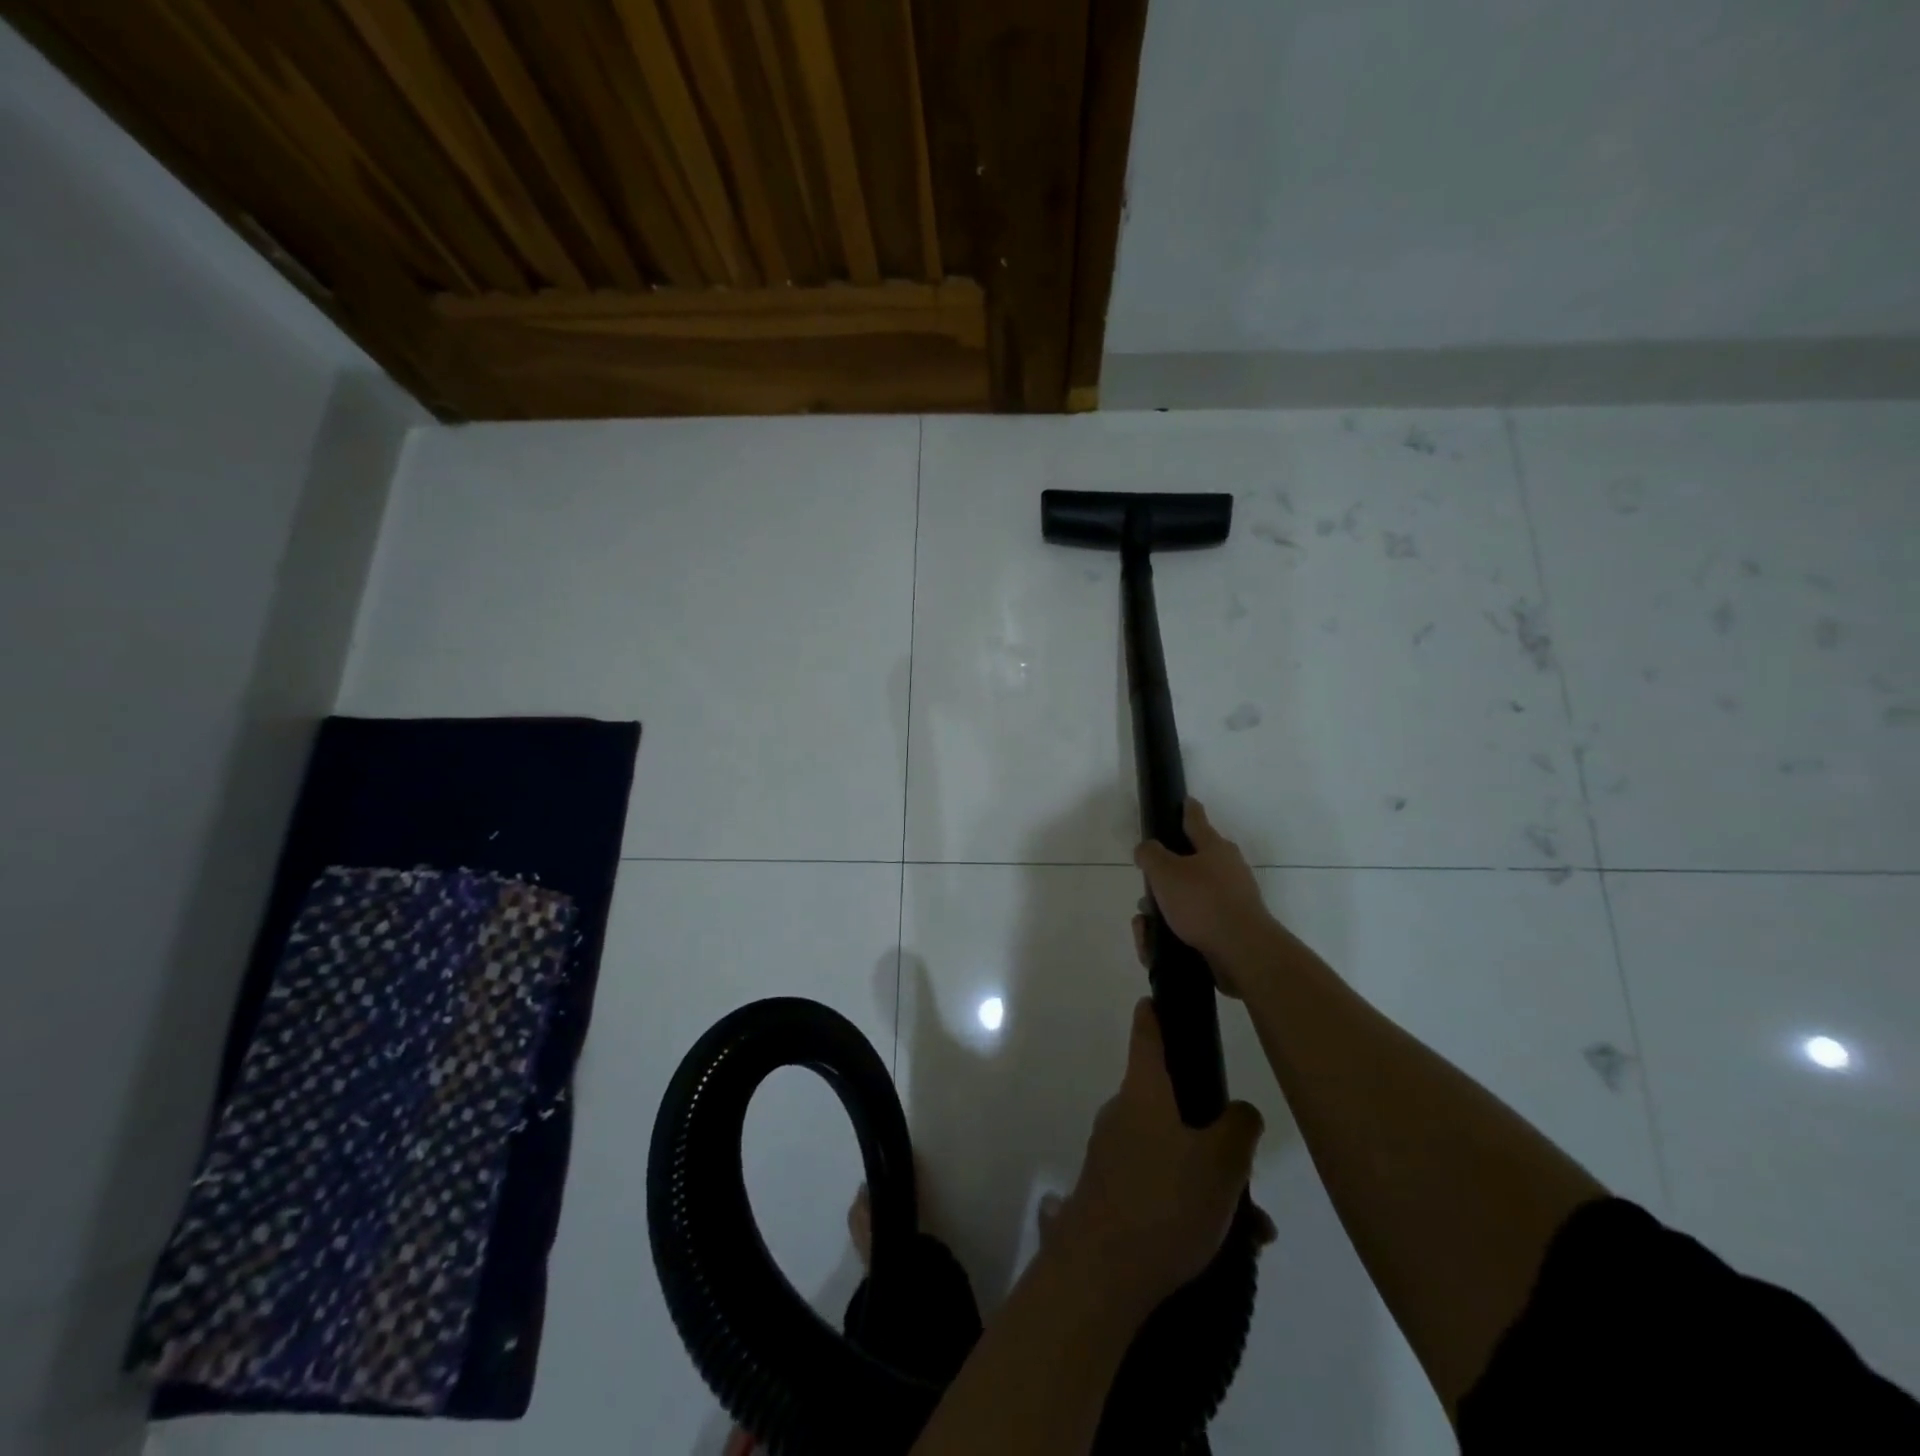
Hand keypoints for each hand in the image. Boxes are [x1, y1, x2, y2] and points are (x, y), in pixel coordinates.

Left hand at [1052, 1000, 1264, 1320]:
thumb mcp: (1221, 1163)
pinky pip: (1160, 1179)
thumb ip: (1239, 1128)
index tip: (1168, 997)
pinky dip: (1191, 1199)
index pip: (1146, 1031)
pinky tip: (1227, 1241)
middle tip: (1247, 1159)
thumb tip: (1239, 1111)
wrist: (1100, 1273)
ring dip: (1209, 1174)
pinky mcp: (1111, 1189)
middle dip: (1211, 1124)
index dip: (1158, 1011)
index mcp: (1143, 1091)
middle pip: (1170, 1098)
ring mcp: (1113, 1150)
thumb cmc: (1163, 1202)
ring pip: (1172, 1146)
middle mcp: (1123, 1112)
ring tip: (1250, 1222)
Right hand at [1133, 800, 1276, 995]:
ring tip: (1147, 925)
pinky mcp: (1229, 929)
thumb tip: (1147, 850)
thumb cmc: (1202, 902)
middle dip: (1163, 876)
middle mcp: (1227, 869)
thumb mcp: (1164, 872)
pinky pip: (1193, 924)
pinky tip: (1157, 945)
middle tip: (1147, 889)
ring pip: (1187, 898)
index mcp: (1214, 847)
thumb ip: (1150, 854)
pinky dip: (1173, 931)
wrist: (1242, 952)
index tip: (1184, 800)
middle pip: (1189, 863)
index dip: (1187, 809)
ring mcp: (1231, 900)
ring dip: (1164, 908)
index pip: (1196, 819)